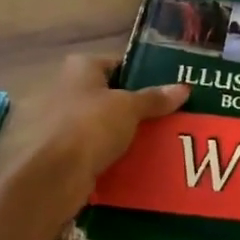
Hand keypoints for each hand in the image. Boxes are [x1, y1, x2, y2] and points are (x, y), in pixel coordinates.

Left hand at [25, 53, 187, 197]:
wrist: (55, 175)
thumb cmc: (90, 125)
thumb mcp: (129, 107)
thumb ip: (155, 98)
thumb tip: (184, 87)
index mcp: (80, 67)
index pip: (119, 64)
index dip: (144, 75)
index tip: (170, 90)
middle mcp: (69, 89)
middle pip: (112, 96)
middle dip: (138, 108)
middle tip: (171, 117)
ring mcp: (64, 121)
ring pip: (106, 125)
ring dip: (128, 134)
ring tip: (162, 142)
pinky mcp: (65, 152)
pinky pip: (98, 149)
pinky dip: (115, 155)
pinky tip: (140, 163)